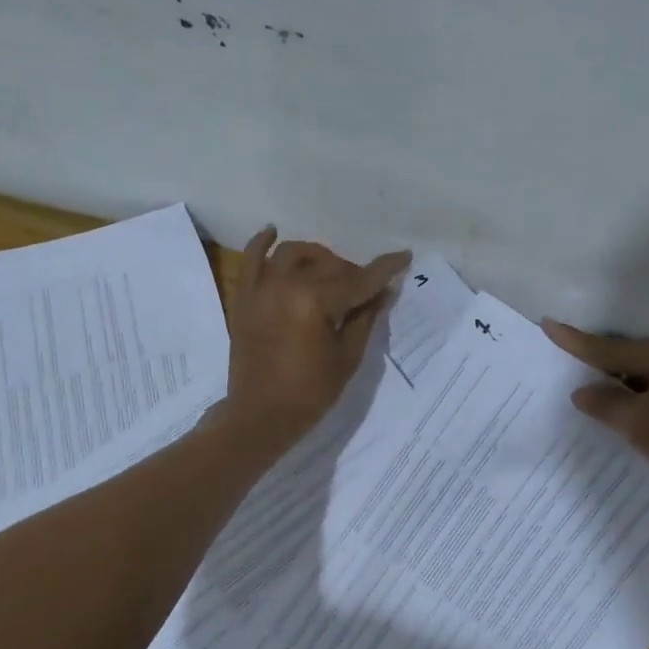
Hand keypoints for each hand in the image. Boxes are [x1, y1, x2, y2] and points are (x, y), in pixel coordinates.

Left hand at [218, 226, 410, 454]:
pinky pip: (250, 260)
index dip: (385, 269)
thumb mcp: (348, 357)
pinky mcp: (245, 298)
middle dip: (353, 272)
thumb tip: (383, 291)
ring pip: (292, 253)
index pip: (359, 280)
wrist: (260, 415)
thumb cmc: (310, 393)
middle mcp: (286, 286)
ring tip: (330, 270)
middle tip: (365, 290)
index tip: (403, 257)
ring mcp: (261, 289)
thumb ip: (366, 318)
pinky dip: (261, 243)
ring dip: (317, 256)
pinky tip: (273, 232)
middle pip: (328, 265)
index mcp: (316, 302)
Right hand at [543, 322, 648, 500]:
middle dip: (602, 365)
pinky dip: (646, 397)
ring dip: (625, 385)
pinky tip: (635, 411)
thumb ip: (606, 404)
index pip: (612, 348)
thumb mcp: (640, 425)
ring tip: (597, 394)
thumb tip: (582, 391)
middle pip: (632, 357)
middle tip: (569, 367)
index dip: (577, 341)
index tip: (549, 324)